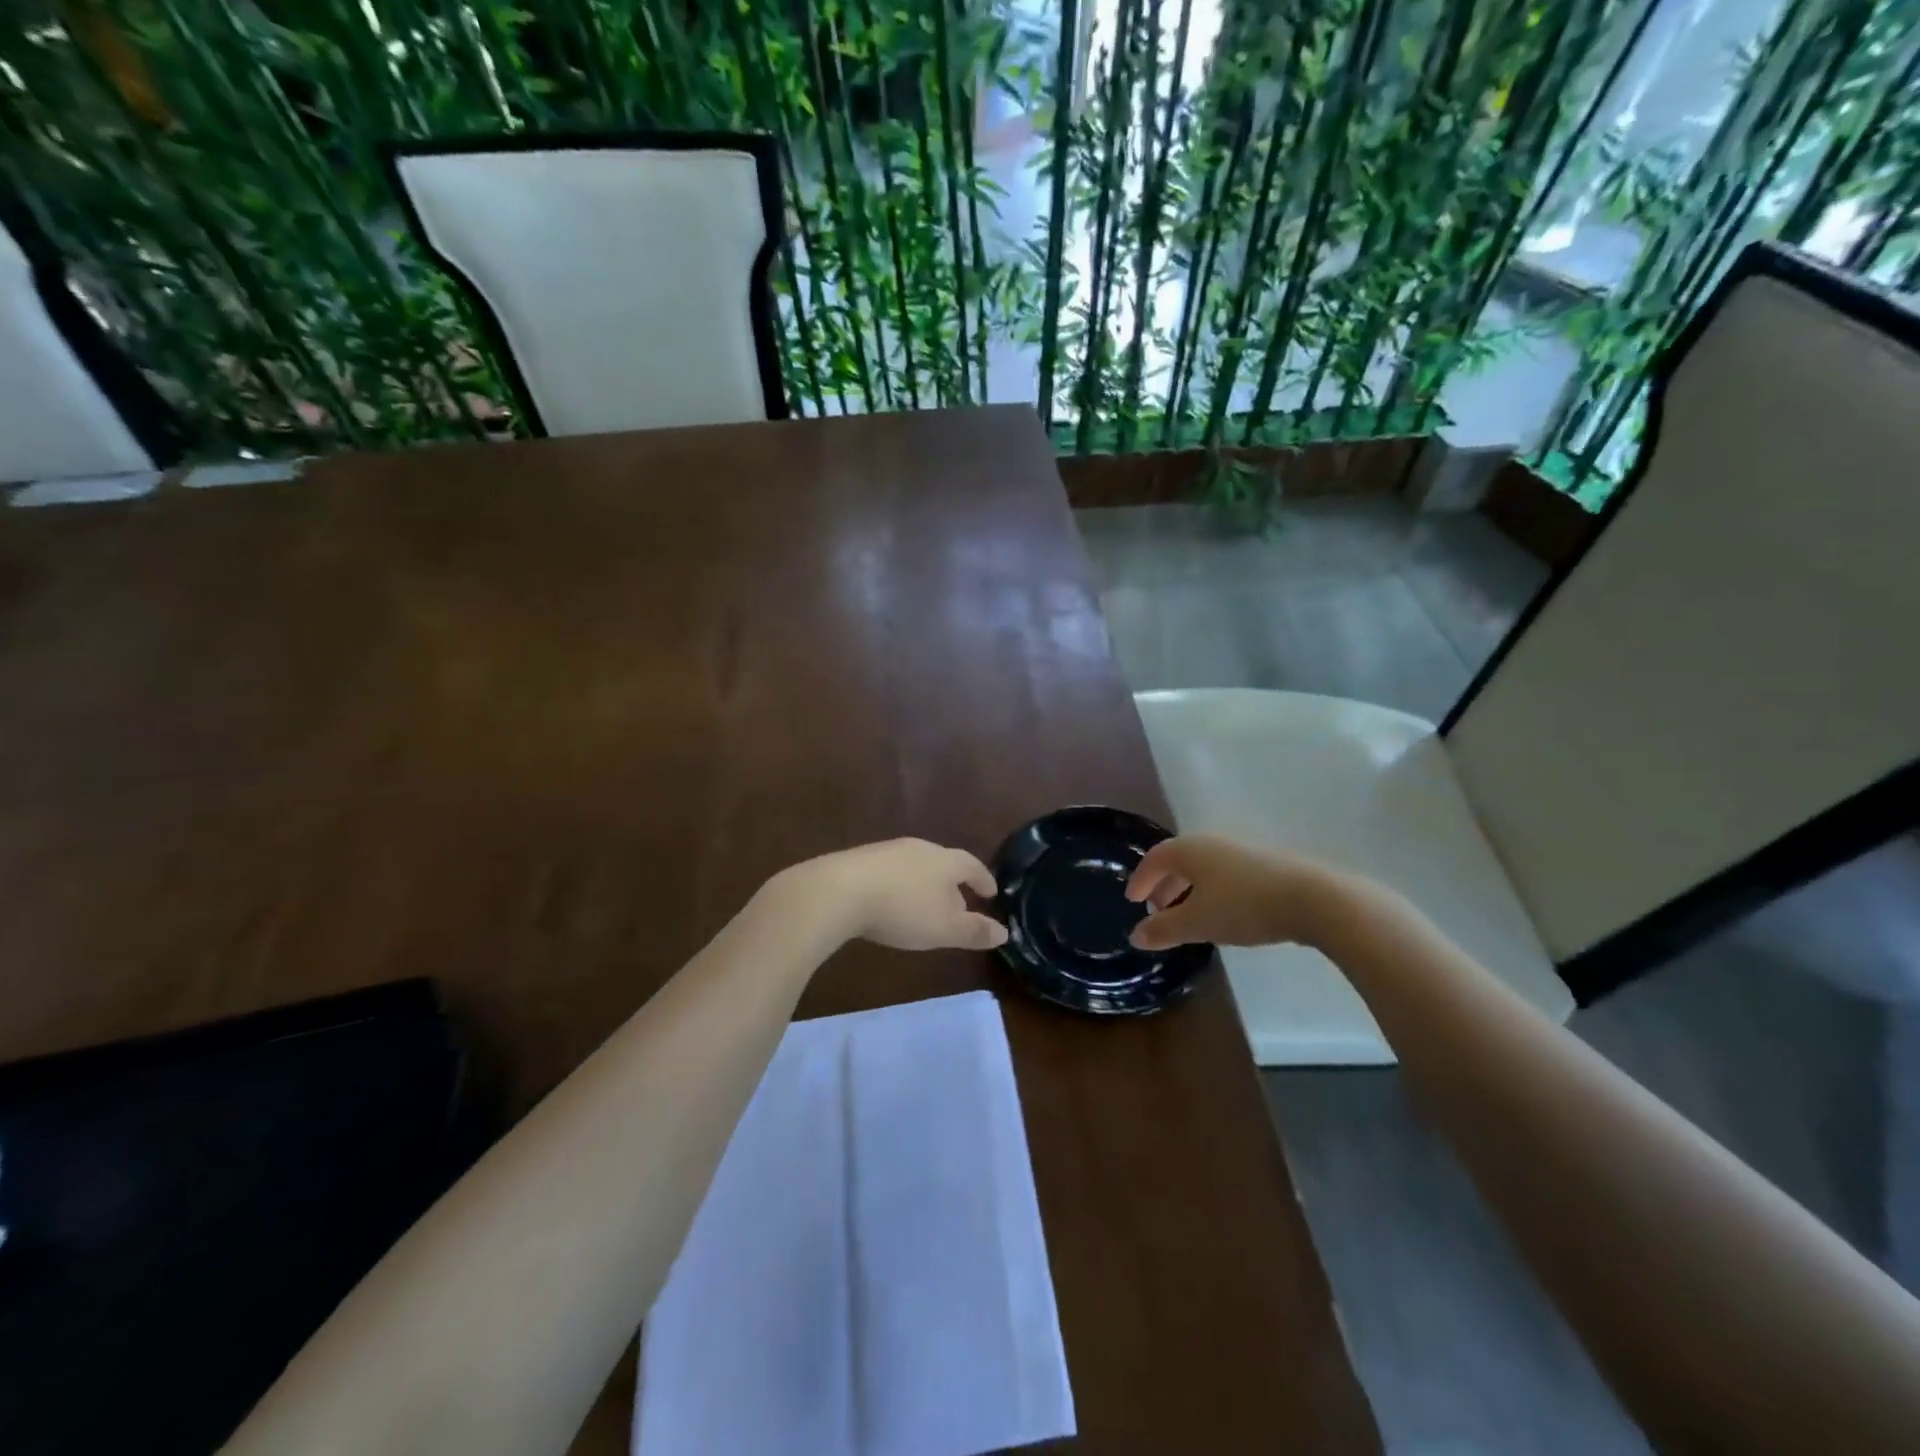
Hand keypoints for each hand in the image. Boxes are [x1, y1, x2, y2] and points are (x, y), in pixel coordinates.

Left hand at [792, 839, 1007, 951]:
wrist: (839, 892)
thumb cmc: (903, 910)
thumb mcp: (945, 929)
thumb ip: (975, 930)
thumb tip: (1004, 932)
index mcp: (946, 860)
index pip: (973, 866)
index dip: (984, 880)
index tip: (992, 892)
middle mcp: (920, 848)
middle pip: (944, 862)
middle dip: (953, 882)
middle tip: (960, 901)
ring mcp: (888, 850)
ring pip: (916, 865)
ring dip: (925, 883)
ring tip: (925, 904)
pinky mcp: (861, 859)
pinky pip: (890, 871)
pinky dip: (899, 885)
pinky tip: (891, 901)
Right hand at [1125, 834, 1348, 951]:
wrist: (1312, 899)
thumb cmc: (1243, 907)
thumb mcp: (1197, 923)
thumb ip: (1163, 930)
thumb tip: (1135, 936)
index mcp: (1188, 850)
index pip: (1153, 859)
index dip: (1140, 880)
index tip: (1132, 900)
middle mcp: (1210, 843)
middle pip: (1177, 861)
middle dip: (1164, 885)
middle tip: (1157, 911)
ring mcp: (1239, 850)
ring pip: (1202, 868)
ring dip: (1187, 889)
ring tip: (1187, 915)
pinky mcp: (1263, 864)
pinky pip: (1223, 874)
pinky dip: (1210, 890)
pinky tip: (1220, 913)